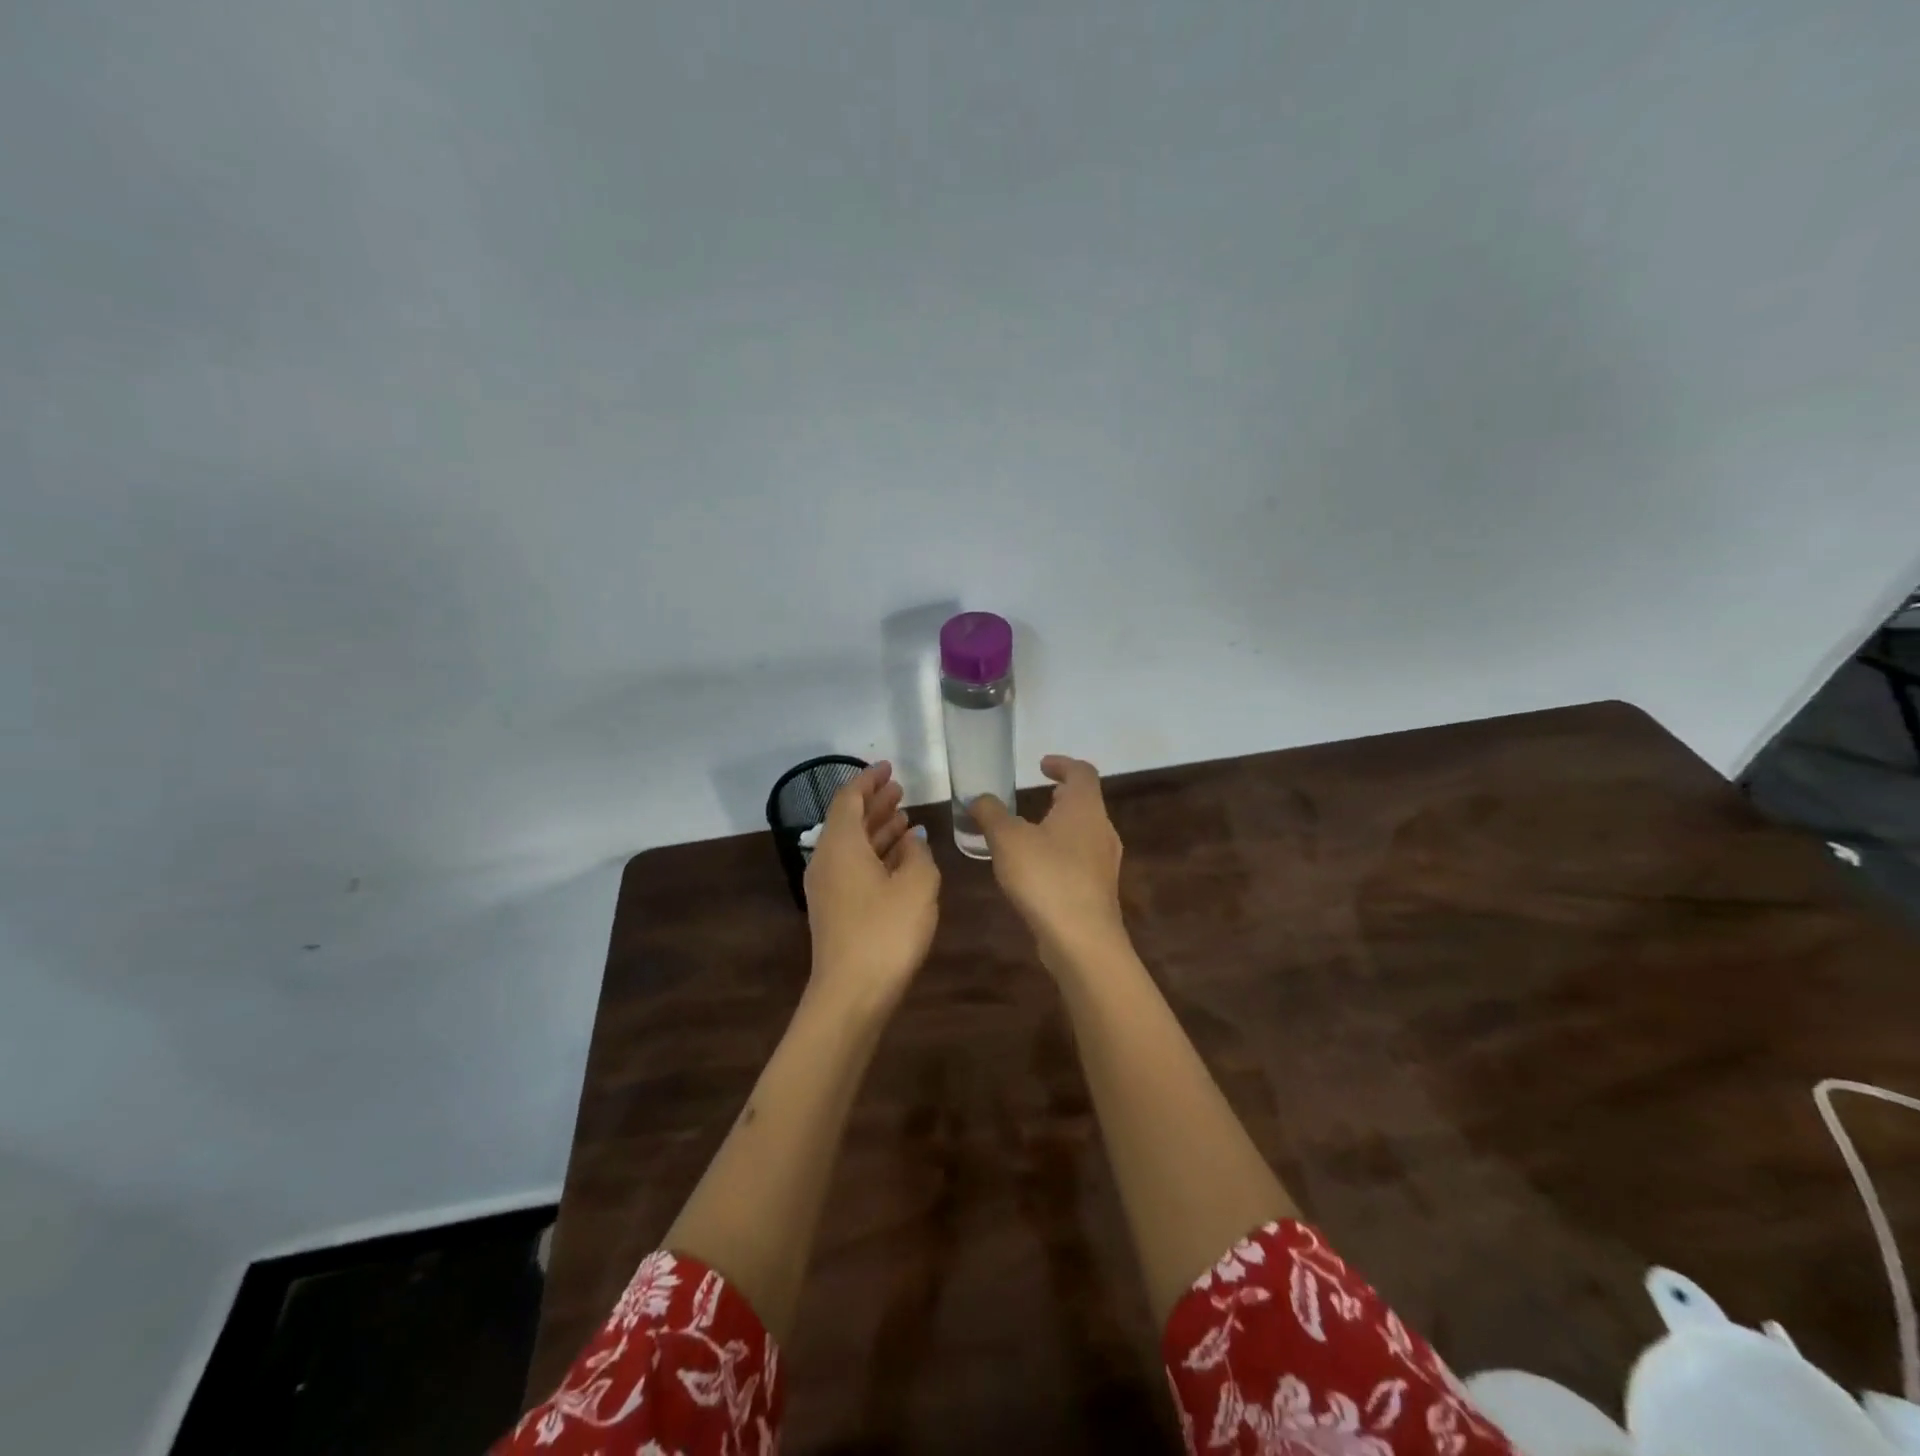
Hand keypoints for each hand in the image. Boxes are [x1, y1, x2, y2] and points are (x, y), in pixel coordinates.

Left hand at [803, 761, 939, 1016]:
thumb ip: (919, 854)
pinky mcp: (835, 910)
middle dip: (874, 803)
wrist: (852, 994)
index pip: (849, 798)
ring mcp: (827, 888)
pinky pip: (853, 867)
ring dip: (877, 829)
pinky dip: (875, 854)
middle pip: (848, 820)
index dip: (868, 780)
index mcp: (841, 845)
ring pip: (852, 845)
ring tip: (905, 818)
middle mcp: (827, 860)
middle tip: (900, 790)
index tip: (889, 768)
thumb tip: (912, 841)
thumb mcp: (918, 885)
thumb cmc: (886, 932)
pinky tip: (899, 858)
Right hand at [971, 755, 1125, 970]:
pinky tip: (1038, 869)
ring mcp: (1104, 862)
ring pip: (1084, 832)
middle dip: (1062, 796)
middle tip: (1039, 795)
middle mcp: (1102, 829)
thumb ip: (991, 813)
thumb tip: (979, 799)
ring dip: (1061, 825)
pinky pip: (1081, 859)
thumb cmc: (1046, 876)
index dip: (1062, 764)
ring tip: (1032, 832)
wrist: (1081, 939)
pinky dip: (1062, 852)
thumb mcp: (1007, 839)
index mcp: (1085, 808)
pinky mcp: (1099, 890)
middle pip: (1086, 802)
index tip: (1041, 765)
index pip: (1082, 772)